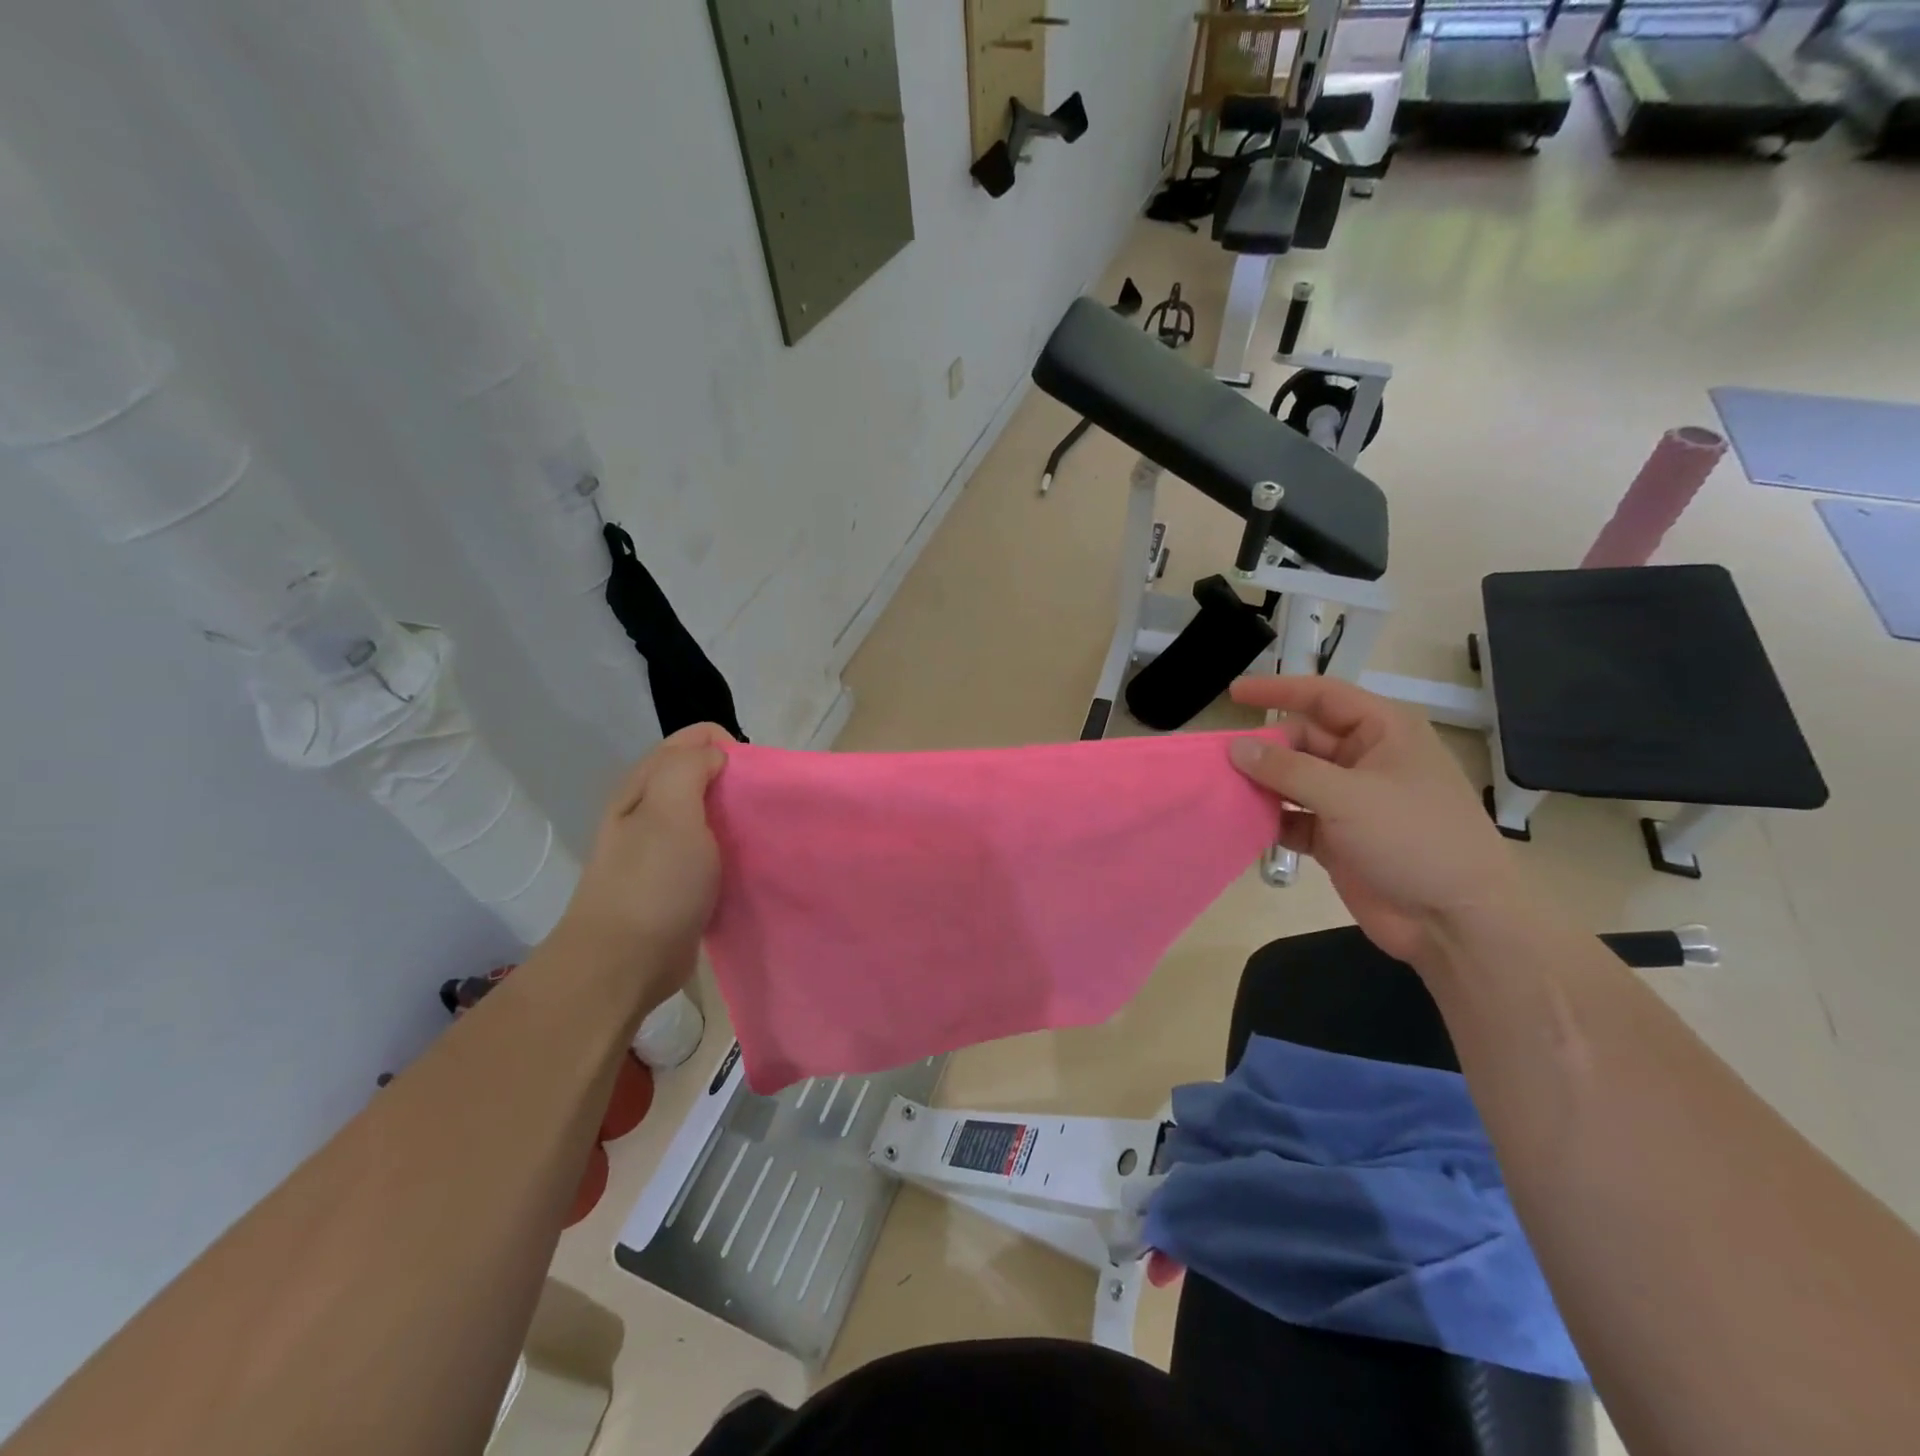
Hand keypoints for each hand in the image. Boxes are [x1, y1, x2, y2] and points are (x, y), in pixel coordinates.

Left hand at [550, 724, 732, 997]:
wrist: (622, 964)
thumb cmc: (652, 883)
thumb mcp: (669, 811)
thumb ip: (689, 767)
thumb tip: (717, 756)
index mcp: (646, 785)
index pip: (695, 738)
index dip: (730, 748)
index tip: (752, 782)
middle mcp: (651, 809)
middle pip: (704, 774)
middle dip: (738, 783)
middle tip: (760, 812)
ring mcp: (662, 848)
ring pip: (711, 814)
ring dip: (738, 820)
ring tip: (759, 839)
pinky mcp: (677, 882)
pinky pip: (712, 852)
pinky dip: (733, 853)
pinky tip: (747, 868)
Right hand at [1228, 676, 1520, 964]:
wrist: (1454, 921)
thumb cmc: (1413, 839)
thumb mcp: (1348, 797)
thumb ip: (1287, 769)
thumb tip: (1236, 747)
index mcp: (1383, 732)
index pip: (1323, 696)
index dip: (1278, 690)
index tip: (1233, 694)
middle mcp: (1365, 760)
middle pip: (1302, 740)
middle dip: (1264, 749)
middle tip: (1221, 762)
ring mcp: (1350, 801)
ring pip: (1293, 780)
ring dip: (1262, 786)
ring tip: (1222, 790)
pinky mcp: (1337, 837)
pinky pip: (1293, 818)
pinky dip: (1270, 820)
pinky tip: (1242, 825)